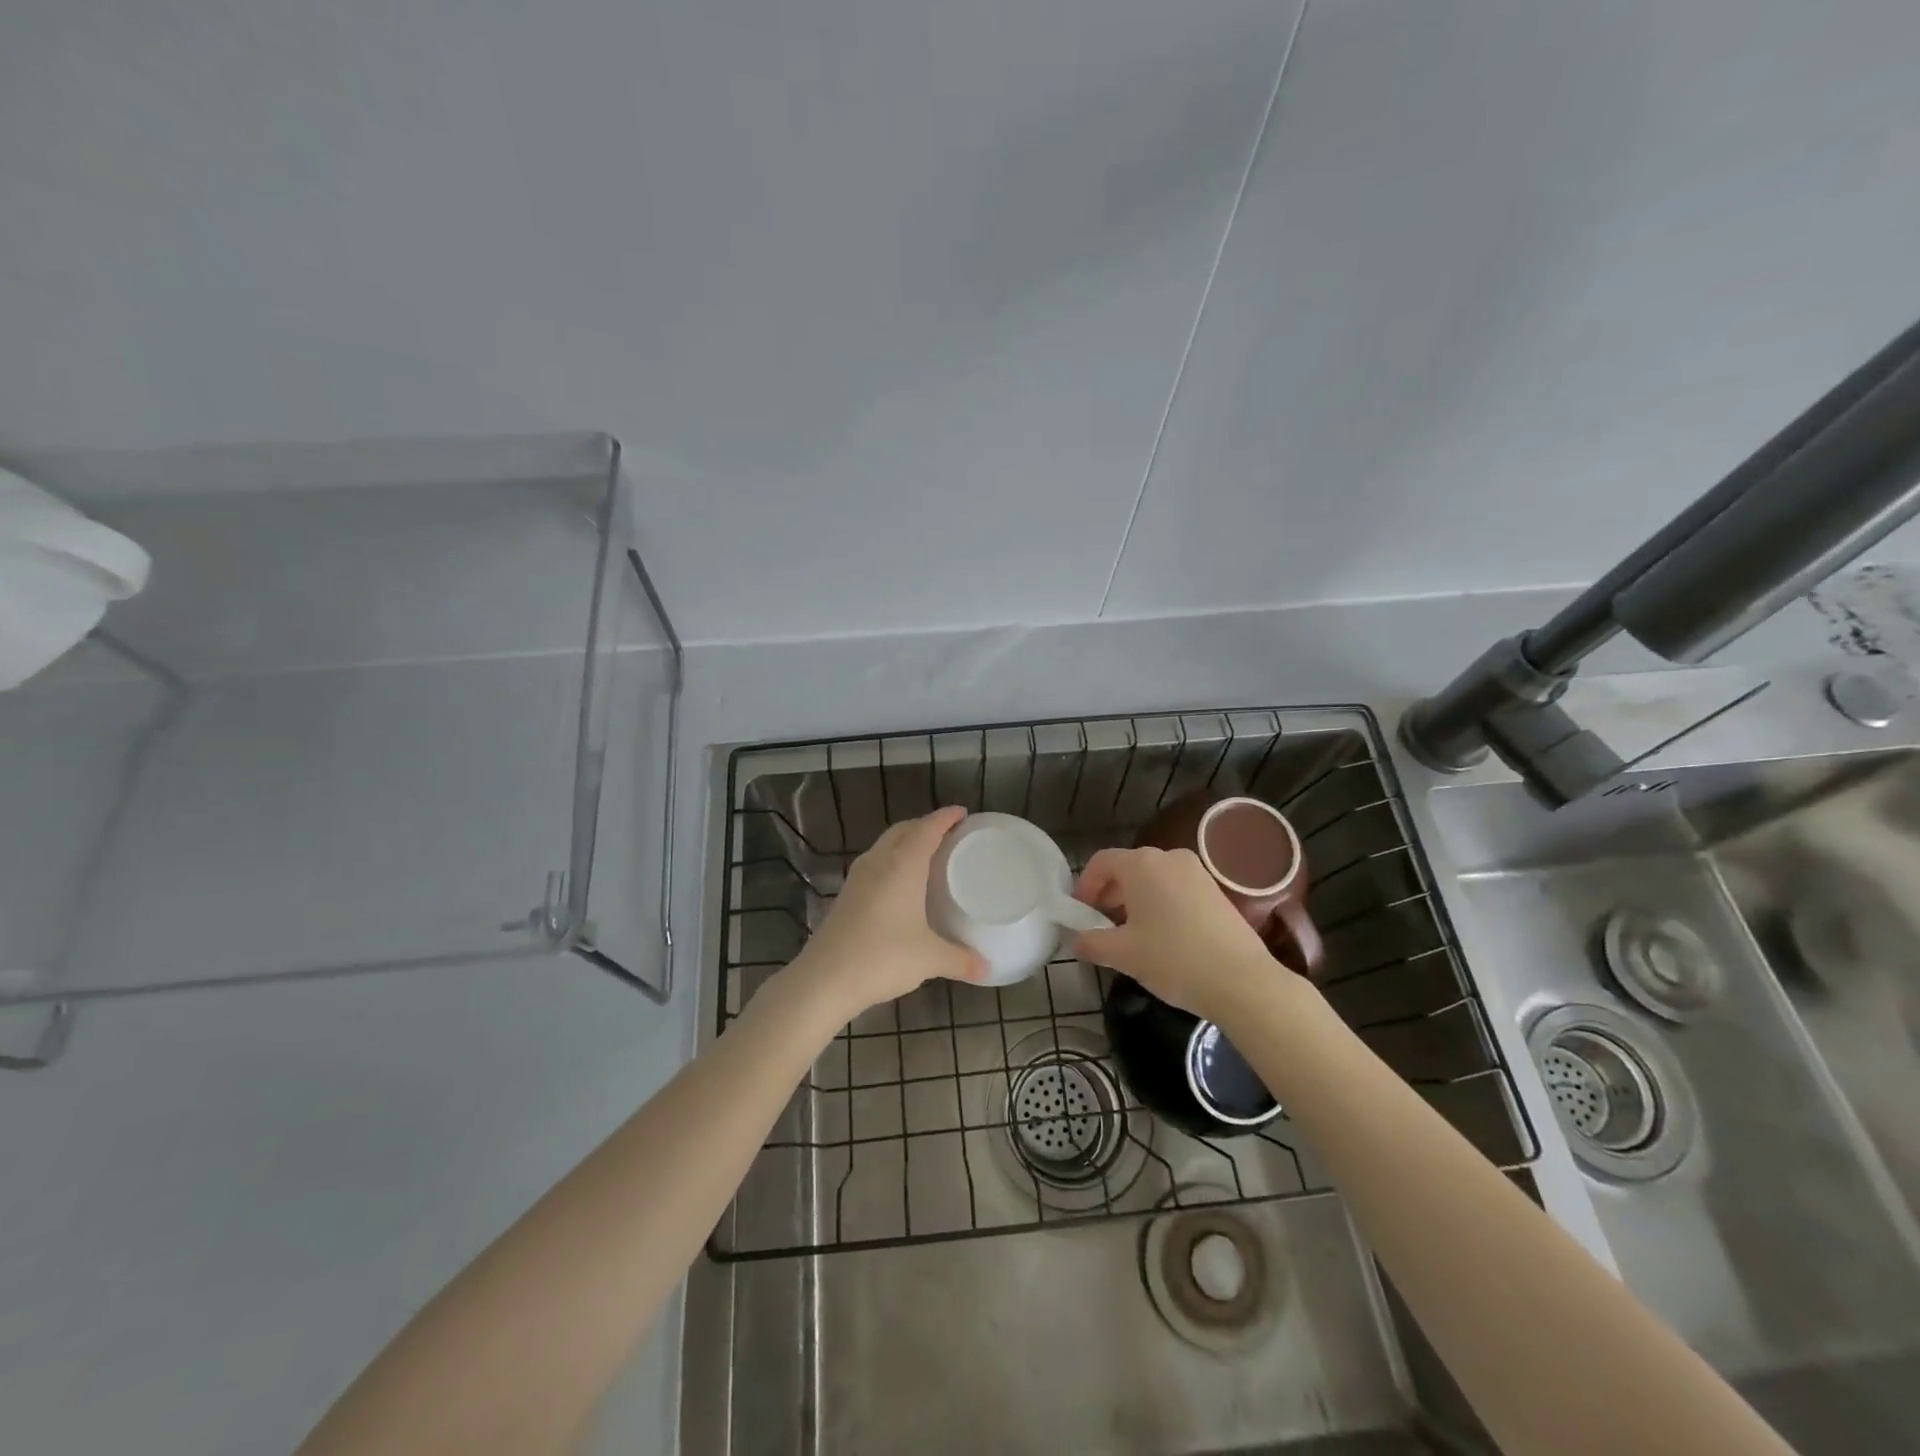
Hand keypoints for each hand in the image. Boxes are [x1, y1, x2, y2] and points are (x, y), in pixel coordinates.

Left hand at [790, 806, 987, 1021]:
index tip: (962, 812)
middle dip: (925, 825)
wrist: (824, 978)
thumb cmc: (882, 957)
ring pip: (885, 845)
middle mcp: (879, 862)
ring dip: (905, 841)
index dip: (945, 817)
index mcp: (902, 865)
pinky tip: (899, 882)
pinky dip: (892, 860)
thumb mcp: (929, 959)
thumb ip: (960, 960)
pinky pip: (874, 863)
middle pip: (904, 830)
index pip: (927, 828)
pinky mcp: (846, 895)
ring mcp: (858, 878)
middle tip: (948, 833)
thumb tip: (987, 968)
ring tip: (926, 852)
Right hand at [1072, 846, 1288, 1024]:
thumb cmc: (1173, 959)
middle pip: (1127, 868)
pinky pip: (1175, 889)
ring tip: (1130, 935)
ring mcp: (1197, 872)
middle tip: (1101, 927)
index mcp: (1142, 864)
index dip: (1084, 887)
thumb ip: (1091, 942)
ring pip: (1153, 879)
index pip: (1101, 862)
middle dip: (1109, 895)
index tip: (1079, 915)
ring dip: (1134, 901)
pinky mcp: (1216, 891)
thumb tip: (1076, 940)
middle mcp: (1169, 857)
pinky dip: (1160, 905)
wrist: (1242, 980)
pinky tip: (1161, 937)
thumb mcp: (1122, 954)